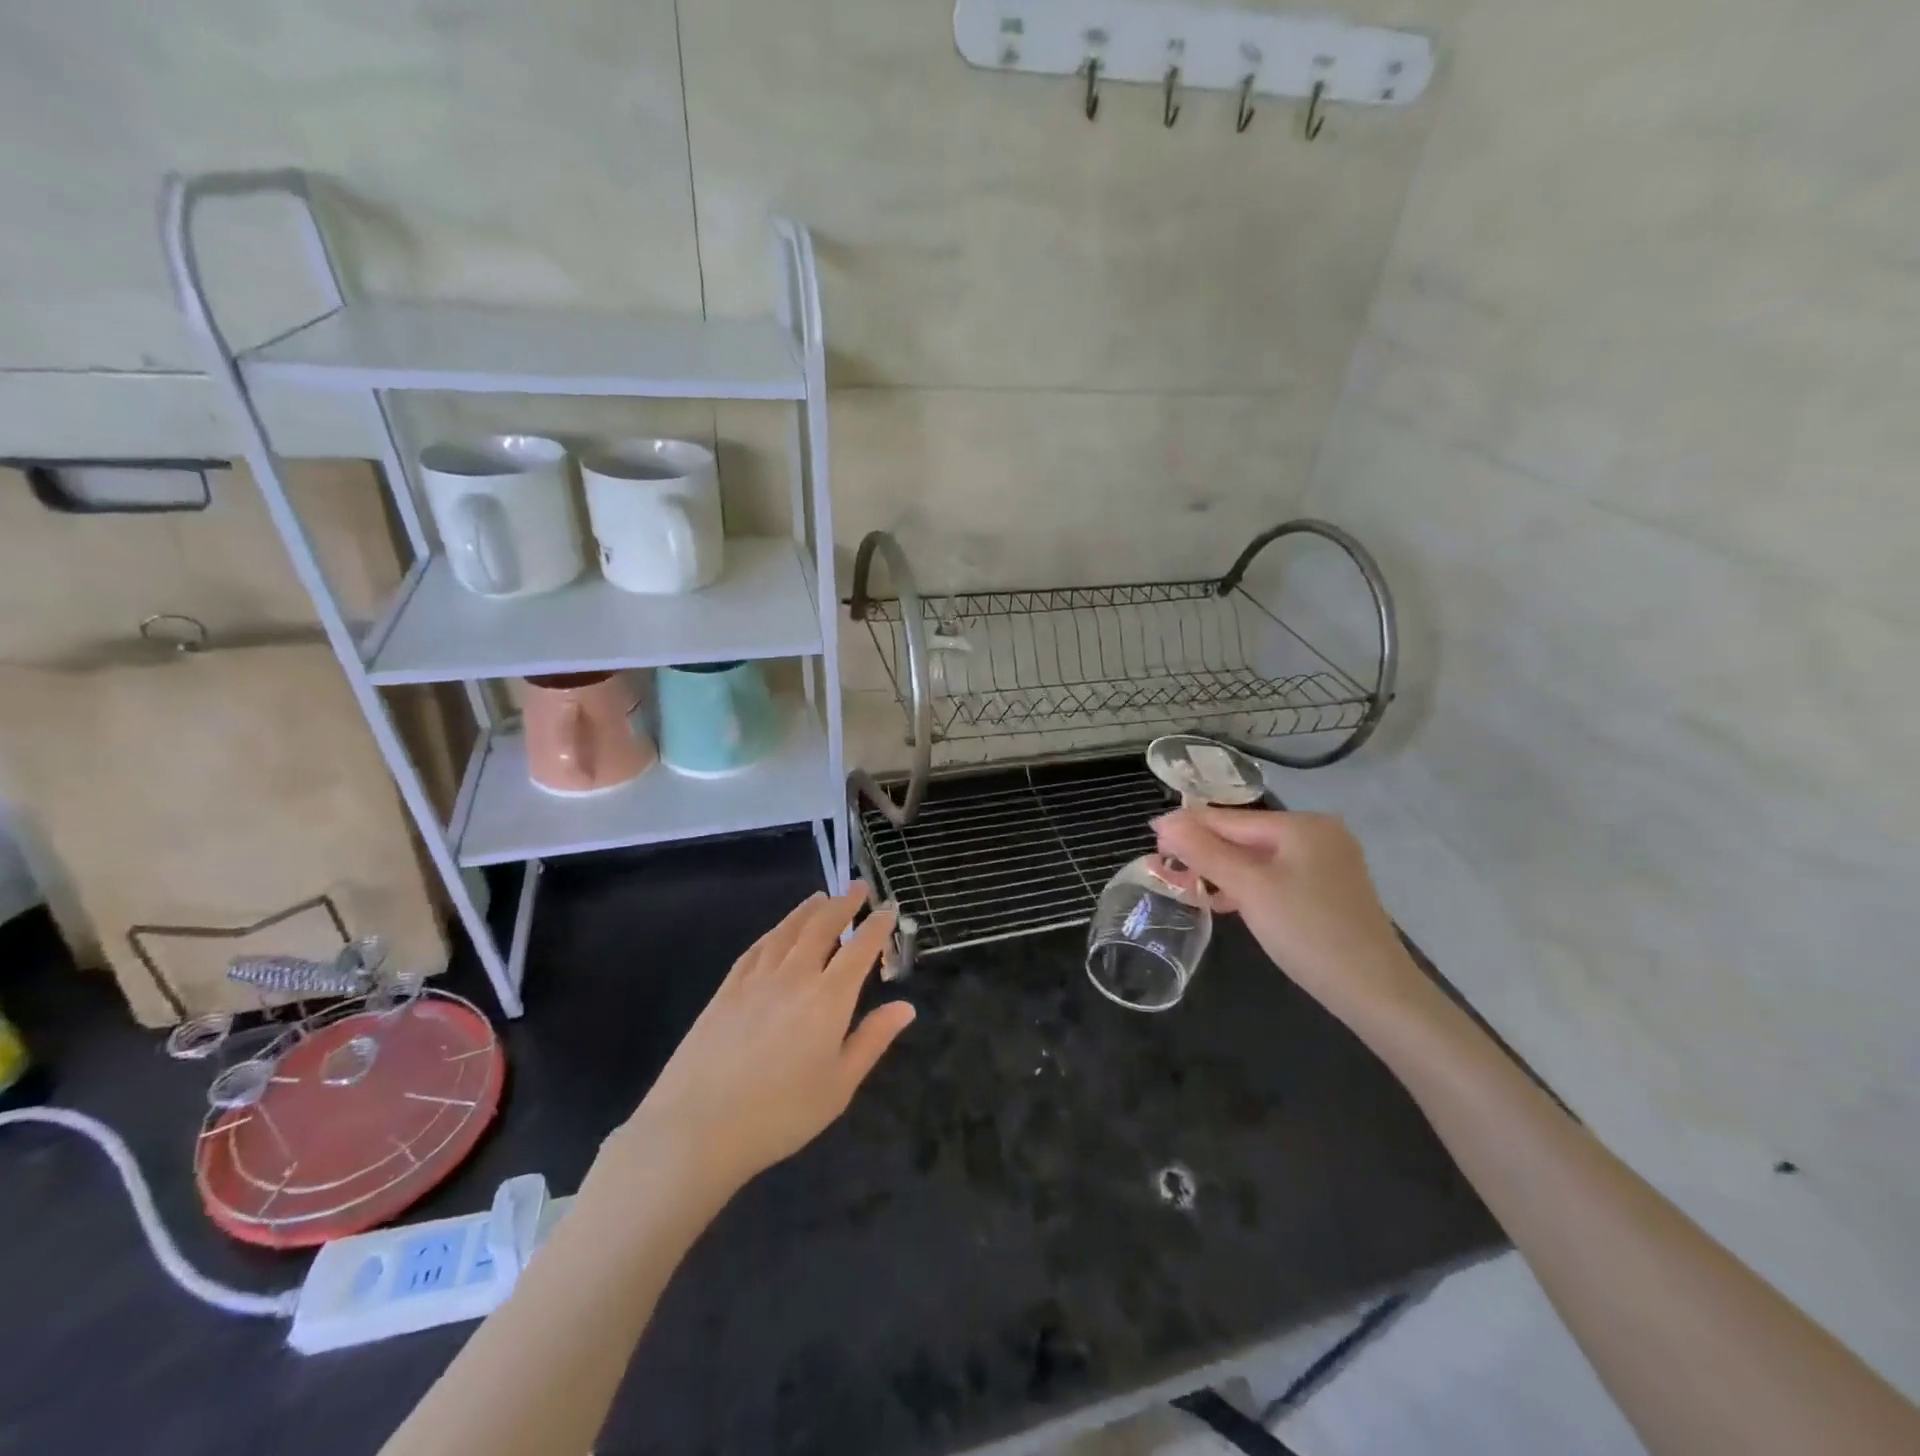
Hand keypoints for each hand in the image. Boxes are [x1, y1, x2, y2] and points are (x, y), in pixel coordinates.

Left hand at [614, 885, 914, 1197]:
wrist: (697, 1128)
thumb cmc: (780, 1114)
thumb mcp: (839, 1085)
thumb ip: (872, 1040)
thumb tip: (906, 1007)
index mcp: (828, 999)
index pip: (859, 949)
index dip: (876, 926)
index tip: (888, 909)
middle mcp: (794, 977)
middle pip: (822, 927)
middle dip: (844, 904)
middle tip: (858, 887)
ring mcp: (756, 980)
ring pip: (787, 931)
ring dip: (808, 910)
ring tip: (821, 897)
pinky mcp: (726, 990)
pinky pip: (756, 948)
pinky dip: (774, 931)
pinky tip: (777, 931)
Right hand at [1153, 807, 1432, 1027]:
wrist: (1375, 992)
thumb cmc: (1308, 932)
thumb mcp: (1249, 888)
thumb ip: (1204, 851)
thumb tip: (1163, 820)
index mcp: (1302, 825)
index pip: (1229, 819)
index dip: (1187, 828)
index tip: (1151, 842)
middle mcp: (1317, 834)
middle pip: (1243, 836)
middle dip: (1203, 853)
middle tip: (1164, 870)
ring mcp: (1325, 863)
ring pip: (1257, 859)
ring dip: (1221, 871)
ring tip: (1185, 887)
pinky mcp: (1327, 890)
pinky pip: (1274, 876)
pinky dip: (1246, 886)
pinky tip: (1223, 901)